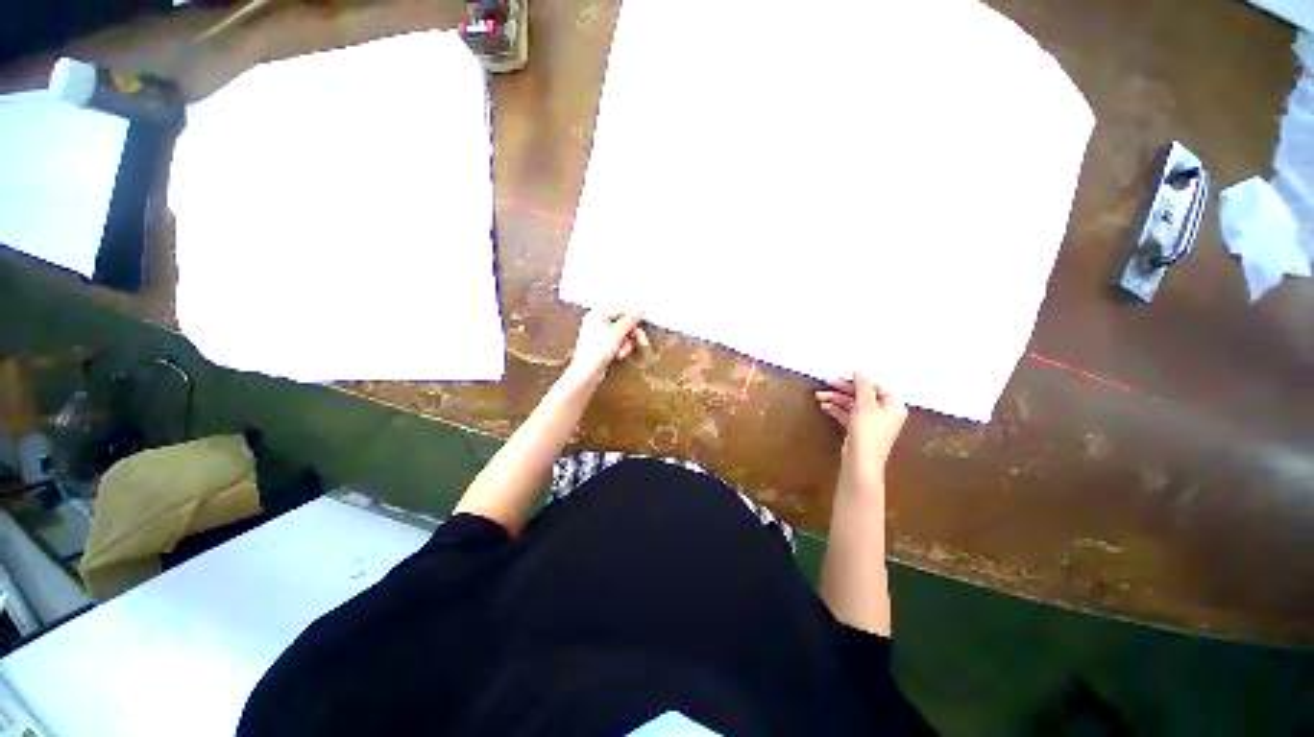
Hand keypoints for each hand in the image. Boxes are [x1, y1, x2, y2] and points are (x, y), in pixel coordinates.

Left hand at [561, 311, 649, 387]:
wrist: (586, 372)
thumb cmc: (599, 349)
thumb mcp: (618, 332)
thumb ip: (630, 320)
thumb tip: (641, 309)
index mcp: (597, 314)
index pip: (621, 312)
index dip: (633, 320)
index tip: (643, 328)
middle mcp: (596, 323)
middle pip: (622, 324)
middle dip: (631, 335)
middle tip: (642, 343)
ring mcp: (597, 336)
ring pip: (620, 336)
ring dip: (626, 344)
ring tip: (622, 353)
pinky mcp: (600, 348)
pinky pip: (615, 344)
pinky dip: (620, 349)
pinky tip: (618, 356)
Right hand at [814, 373, 907, 472]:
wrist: (860, 465)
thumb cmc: (869, 433)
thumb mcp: (866, 405)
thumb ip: (863, 385)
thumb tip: (859, 371)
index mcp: (894, 405)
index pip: (876, 386)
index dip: (859, 381)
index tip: (843, 376)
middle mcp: (885, 413)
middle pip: (863, 395)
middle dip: (843, 390)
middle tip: (827, 381)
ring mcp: (871, 423)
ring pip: (853, 405)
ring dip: (837, 399)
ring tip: (819, 395)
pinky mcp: (860, 431)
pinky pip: (849, 415)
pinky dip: (838, 410)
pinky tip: (825, 406)